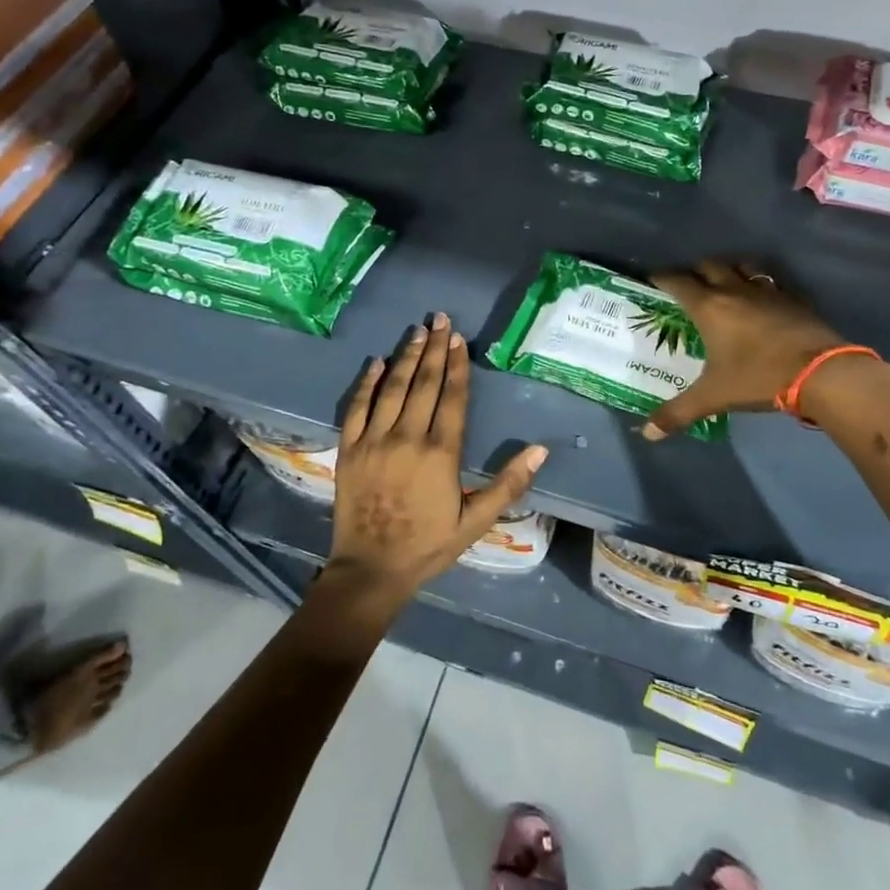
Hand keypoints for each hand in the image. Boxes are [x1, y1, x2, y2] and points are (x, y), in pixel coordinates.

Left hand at [327, 313, 548, 604]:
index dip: (457, 365)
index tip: (460, 339)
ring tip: (417, 331)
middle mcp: (408, 437)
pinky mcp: (349, 449)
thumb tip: (540, 450)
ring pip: (392, 388)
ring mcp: (374, 441)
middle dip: (435, 349)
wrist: (371, 570)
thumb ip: (509, 485)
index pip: (452, 397)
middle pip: (424, 384)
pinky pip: (357, 407)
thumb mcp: (477, 522)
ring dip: (406, 357)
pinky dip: (367, 383)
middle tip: (440, 319)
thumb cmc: (429, 545)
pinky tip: (377, 362)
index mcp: (441, 453)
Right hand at [643, 260, 852, 437]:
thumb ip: (678, 413)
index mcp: (709, 308)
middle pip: (710, 266)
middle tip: (689, 285)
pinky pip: (771, 282)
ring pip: (743, 266)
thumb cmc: (758, 378)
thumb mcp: (714, 397)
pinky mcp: (794, 298)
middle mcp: (735, 291)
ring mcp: (767, 291)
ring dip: (729, 269)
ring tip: (725, 282)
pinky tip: (763, 299)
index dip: (662, 277)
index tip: (653, 278)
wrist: (821, 372)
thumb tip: (649, 433)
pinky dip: (760, 284)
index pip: (678, 282)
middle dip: (695, 271)